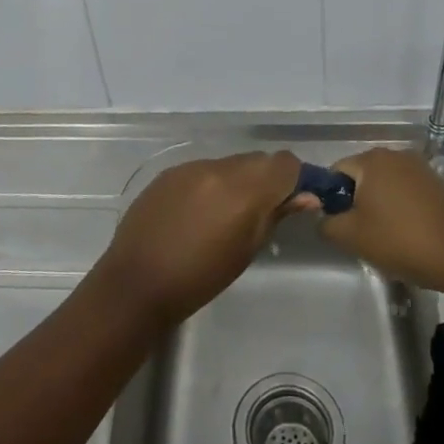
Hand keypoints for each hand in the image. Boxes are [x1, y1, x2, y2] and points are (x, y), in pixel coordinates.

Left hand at [92, 151, 304, 329]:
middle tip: (262, 213)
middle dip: (266, 180)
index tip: (295, 201)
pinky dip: (211, 184)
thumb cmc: (200, 278)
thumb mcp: (246, 251)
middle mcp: (218, 168)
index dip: (295, 178)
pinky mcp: (169, 172)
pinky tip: (199, 213)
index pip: (284, 163)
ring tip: (227, 216)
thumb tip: (307, 197)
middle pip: (257, 160)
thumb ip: (275, 216)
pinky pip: (203, 170)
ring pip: (229, 164)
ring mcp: (190, 166)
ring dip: (238, 182)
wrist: (137, 282)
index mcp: (243, 188)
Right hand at [318, 148, 443, 294]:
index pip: (335, 171)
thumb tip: (324, 217)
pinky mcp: (439, 183)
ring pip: (385, 185)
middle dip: (356, 203)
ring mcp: (420, 167)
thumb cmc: (403, 241)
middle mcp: (395, 154)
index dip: (331, 198)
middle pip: (361, 176)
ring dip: (379, 207)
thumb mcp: (352, 237)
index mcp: (371, 159)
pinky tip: (408, 235)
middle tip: (360, 234)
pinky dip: (401, 209)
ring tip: (386, 238)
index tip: (339, 225)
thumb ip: (327, 223)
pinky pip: (407, 192)